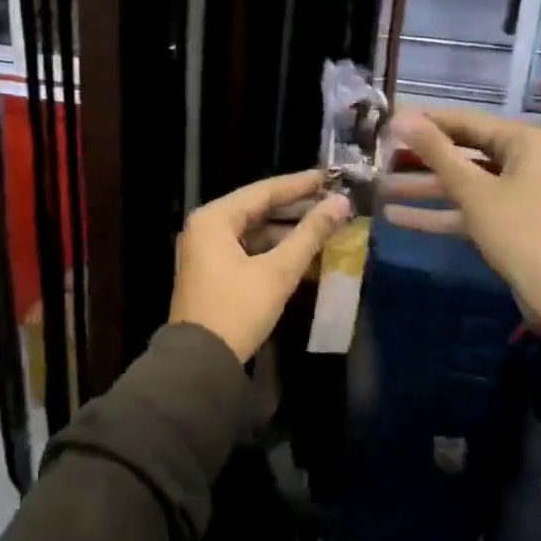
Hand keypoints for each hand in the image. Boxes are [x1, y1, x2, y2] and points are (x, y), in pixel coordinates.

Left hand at [171, 170, 353, 362]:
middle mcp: (206, 227)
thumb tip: (341, 203)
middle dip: (296, 208)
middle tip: (333, 202)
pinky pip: (248, 250)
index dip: (300, 184)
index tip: (332, 177)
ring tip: (326, 229)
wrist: (200, 363)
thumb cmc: (237, 310)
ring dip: (288, 232)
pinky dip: (274, 252)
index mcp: (214, 218)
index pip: (263, 191)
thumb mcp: (277, 272)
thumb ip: (309, 234)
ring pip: (254, 231)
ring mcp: (206, 250)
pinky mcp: (212, 271)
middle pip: (258, 209)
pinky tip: (304, 256)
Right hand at [385, 107, 540, 321]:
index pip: (466, 120)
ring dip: (423, 187)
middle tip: (380, 152)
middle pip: (463, 150)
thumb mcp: (473, 190)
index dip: (426, 119)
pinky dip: (439, 211)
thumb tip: (401, 117)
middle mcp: (524, 159)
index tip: (388, 118)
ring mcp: (517, 192)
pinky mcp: (508, 221)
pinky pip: (469, 207)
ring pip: (463, 182)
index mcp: (524, 141)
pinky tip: (396, 216)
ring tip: (380, 187)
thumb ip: (436, 152)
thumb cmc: (519, 230)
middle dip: (421, 156)